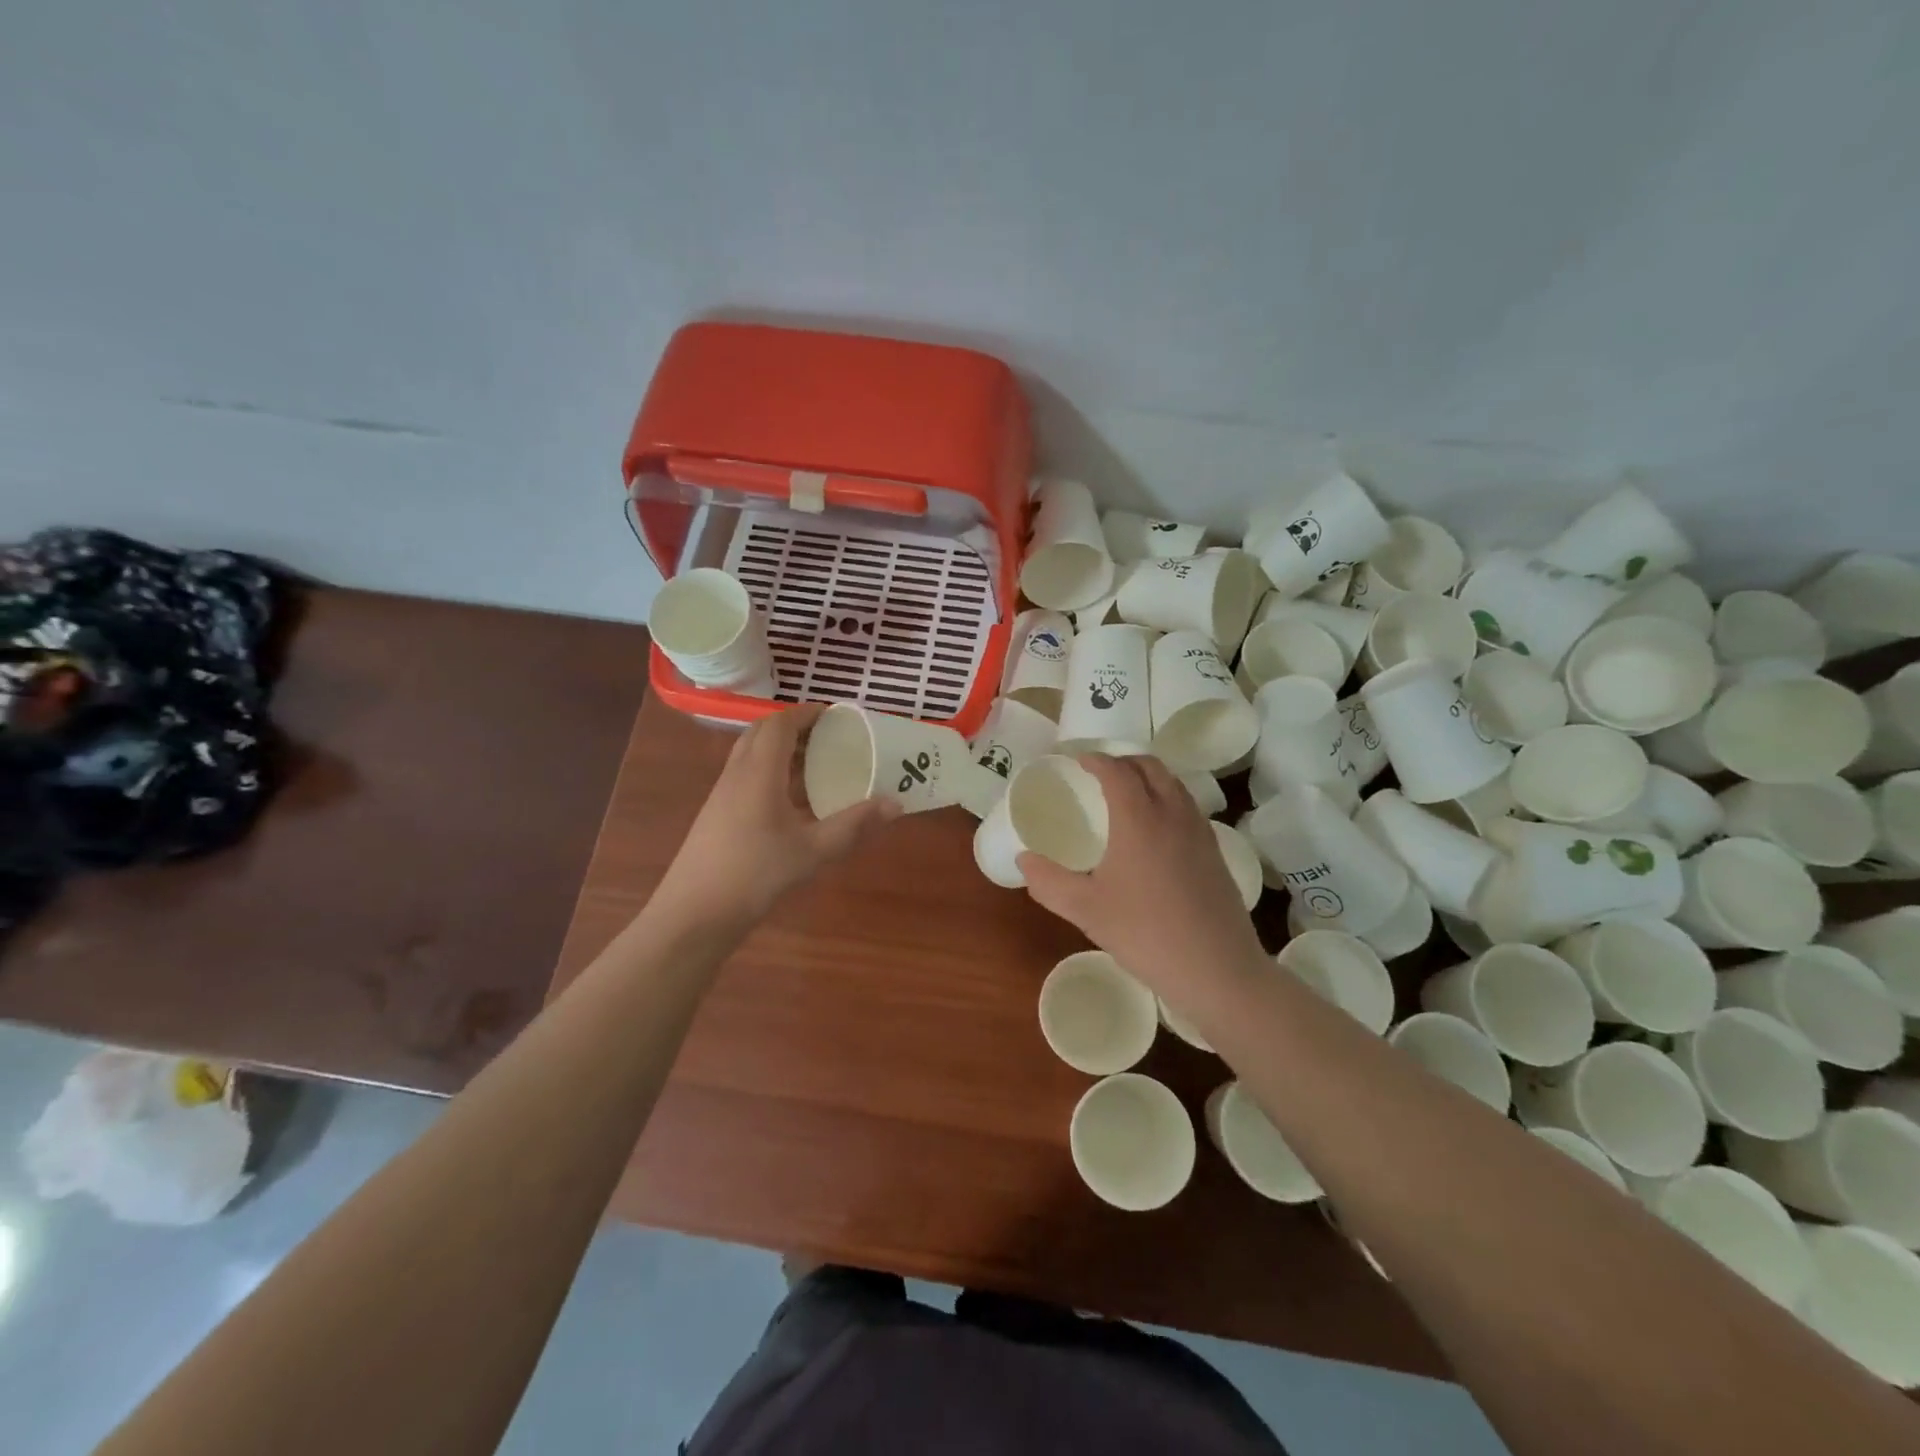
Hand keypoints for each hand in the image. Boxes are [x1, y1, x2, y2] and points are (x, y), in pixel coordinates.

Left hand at [657, 705, 898, 926]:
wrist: (694, 913)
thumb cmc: (756, 874)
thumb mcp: (813, 851)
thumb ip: (854, 825)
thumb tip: (895, 804)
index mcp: (759, 772)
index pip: (780, 723)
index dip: (806, 713)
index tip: (835, 716)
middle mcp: (737, 774)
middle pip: (762, 732)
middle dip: (794, 726)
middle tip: (828, 738)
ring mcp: (722, 794)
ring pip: (751, 754)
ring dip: (781, 749)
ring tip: (815, 764)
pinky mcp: (717, 814)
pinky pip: (745, 775)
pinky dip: (770, 771)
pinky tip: (791, 800)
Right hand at [1019, 755, 1264, 999]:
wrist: (1216, 969)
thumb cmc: (1144, 933)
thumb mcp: (1086, 910)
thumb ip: (1049, 882)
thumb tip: (1024, 860)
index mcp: (1139, 818)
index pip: (1117, 771)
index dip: (1096, 761)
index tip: (1079, 761)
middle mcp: (1173, 814)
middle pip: (1151, 767)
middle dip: (1124, 761)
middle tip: (1101, 773)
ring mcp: (1200, 832)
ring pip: (1175, 785)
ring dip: (1149, 777)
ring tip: (1128, 794)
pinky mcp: (1216, 853)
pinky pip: (1188, 807)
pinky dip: (1168, 799)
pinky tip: (1157, 830)